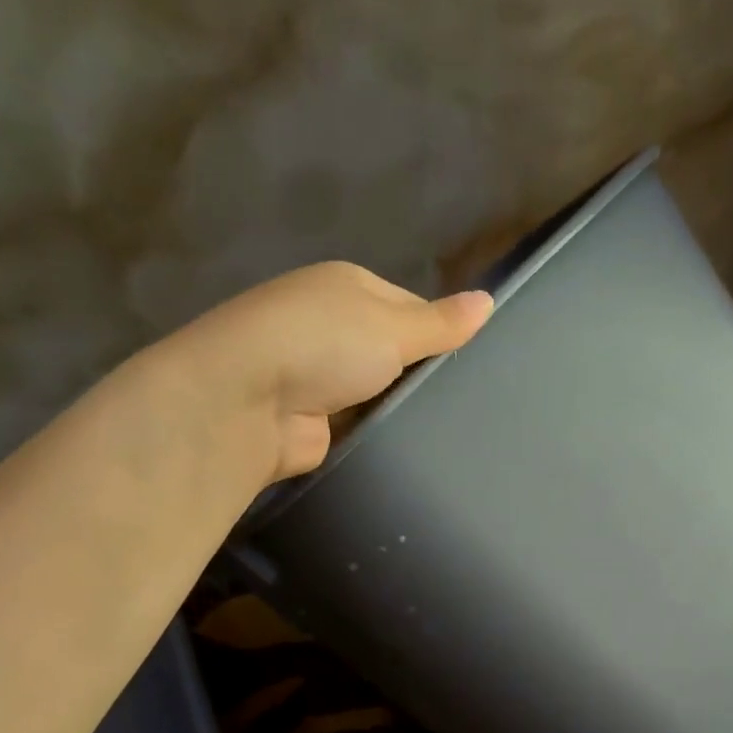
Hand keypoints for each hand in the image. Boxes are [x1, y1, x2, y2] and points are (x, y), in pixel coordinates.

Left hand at [157, 261, 492, 482]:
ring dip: (402, 404)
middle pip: (396, 349)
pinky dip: (382, 431)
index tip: (473, 360)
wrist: (243, 403)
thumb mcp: (393, 326)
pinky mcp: (314, 419)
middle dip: (423, 372)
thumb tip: (489, 300)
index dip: (441, 331)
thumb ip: (441, 322)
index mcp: (347, 287)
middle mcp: (330, 326)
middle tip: (468, 399)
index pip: (412, 305)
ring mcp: (318, 374)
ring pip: (381, 389)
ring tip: (452, 426)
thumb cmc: (323, 344)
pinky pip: (363, 422)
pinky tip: (415, 445)